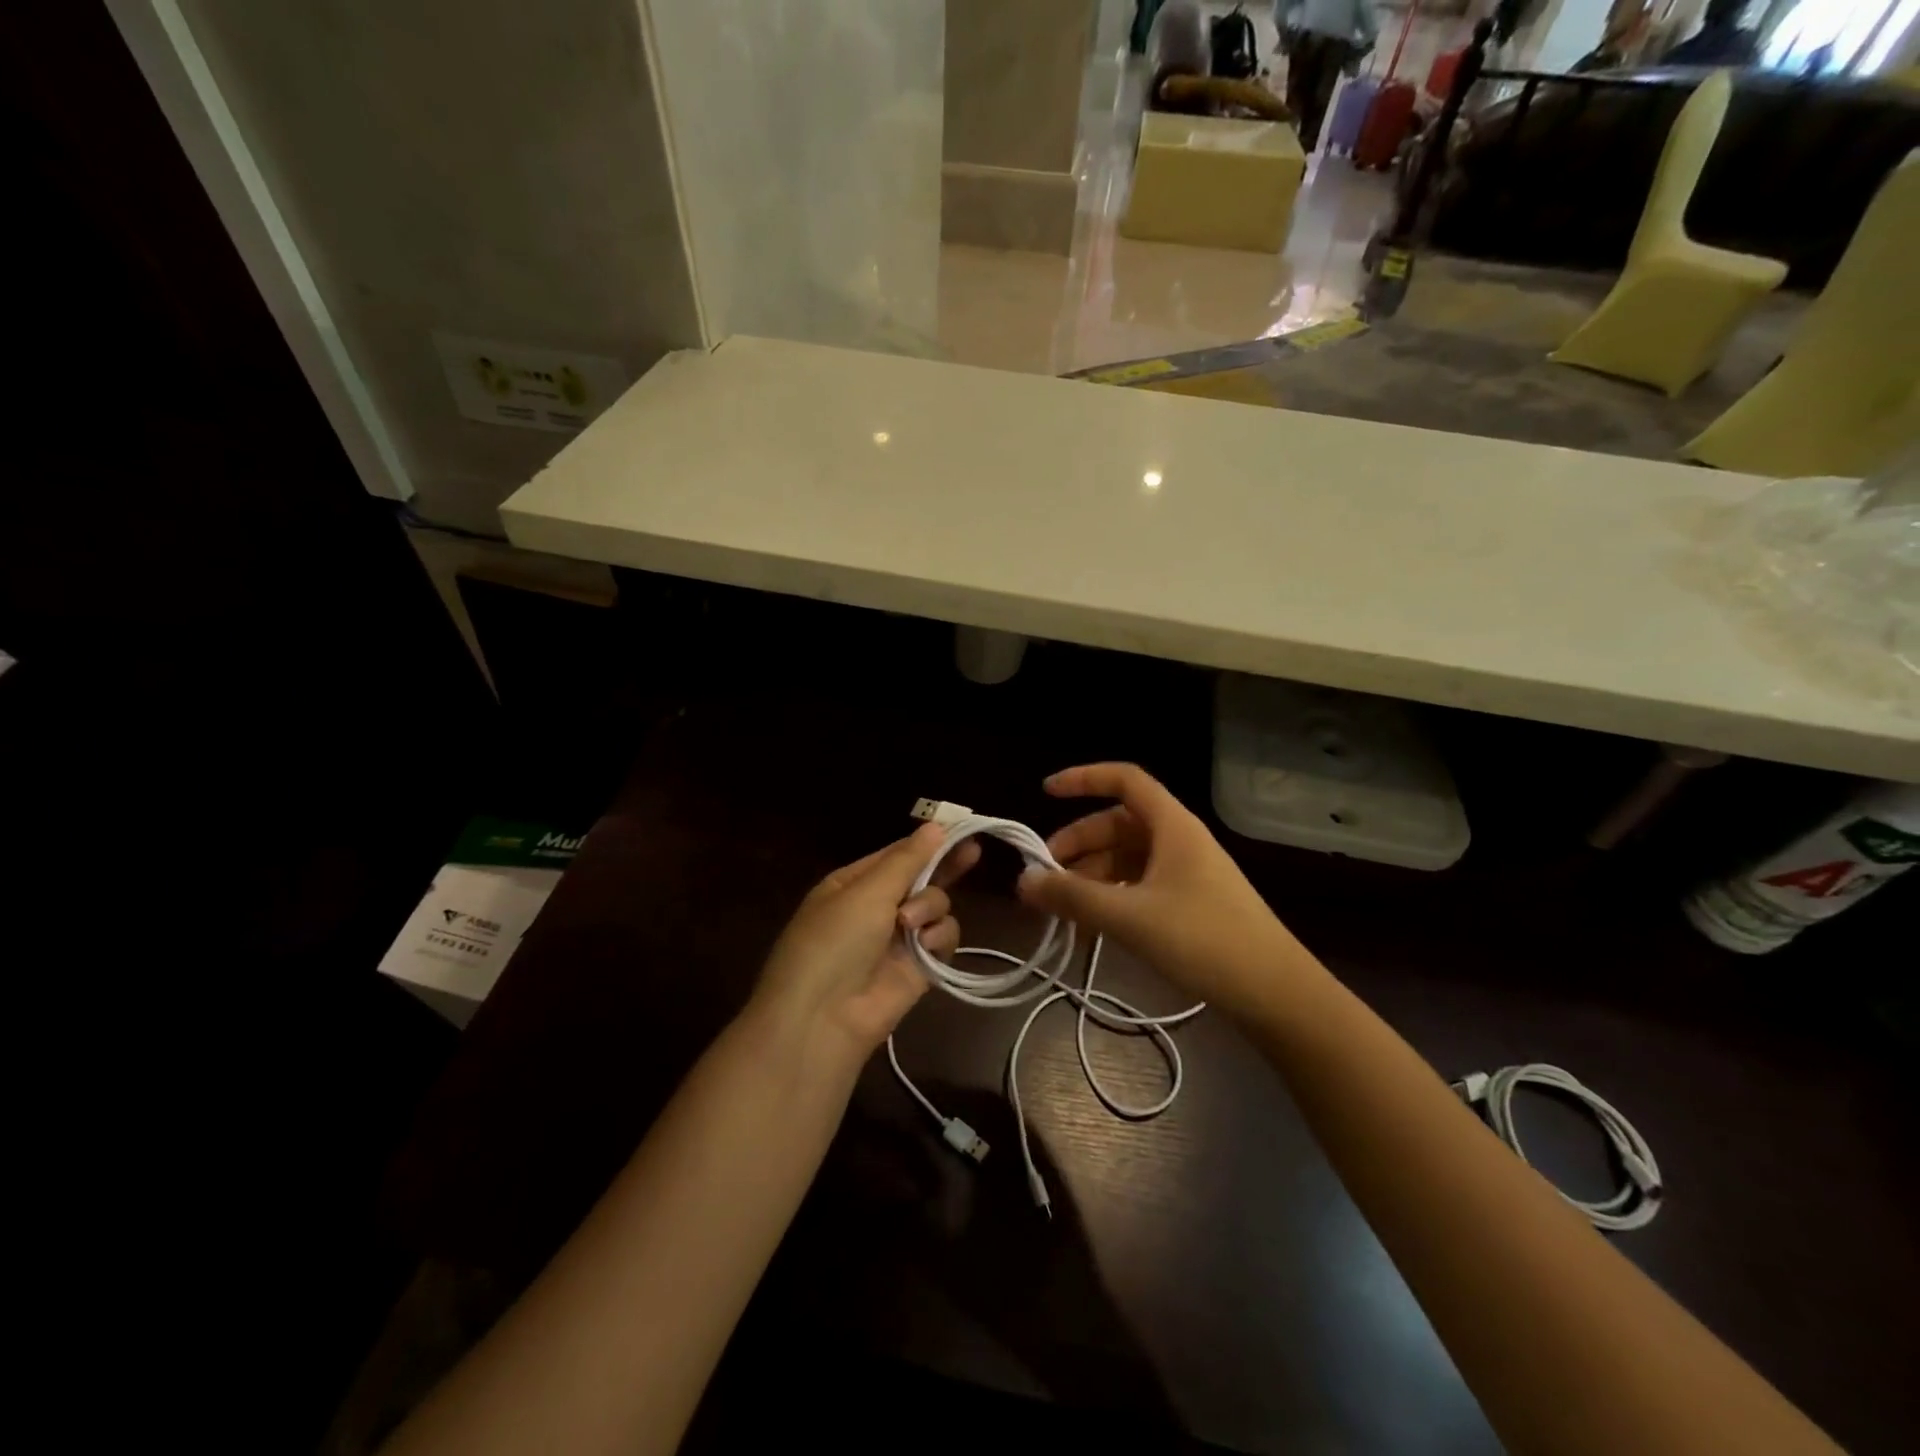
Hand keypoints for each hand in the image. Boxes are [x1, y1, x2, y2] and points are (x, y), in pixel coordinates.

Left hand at [753, 823, 979, 1054]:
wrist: (823, 1018)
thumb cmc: (835, 941)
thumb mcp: (866, 892)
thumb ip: (907, 859)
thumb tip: (935, 825)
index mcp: (854, 883)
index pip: (897, 854)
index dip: (927, 842)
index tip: (959, 828)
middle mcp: (877, 907)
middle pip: (921, 878)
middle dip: (944, 867)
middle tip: (973, 852)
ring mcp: (898, 938)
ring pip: (935, 906)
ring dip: (929, 908)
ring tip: (909, 924)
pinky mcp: (918, 967)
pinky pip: (942, 938)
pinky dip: (938, 938)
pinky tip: (926, 945)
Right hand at [1015, 763, 1315, 1017]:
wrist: (1276, 994)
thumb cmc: (1204, 941)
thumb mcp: (1130, 917)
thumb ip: (1073, 897)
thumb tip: (1023, 880)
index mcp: (1172, 826)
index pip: (1124, 780)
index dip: (1084, 778)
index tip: (1045, 793)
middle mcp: (1178, 840)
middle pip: (1117, 825)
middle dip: (1077, 845)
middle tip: (1045, 877)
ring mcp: (1186, 873)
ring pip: (1126, 859)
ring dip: (1091, 878)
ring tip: (1062, 912)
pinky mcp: (1190, 903)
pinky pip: (1139, 886)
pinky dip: (1111, 899)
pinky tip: (1092, 930)